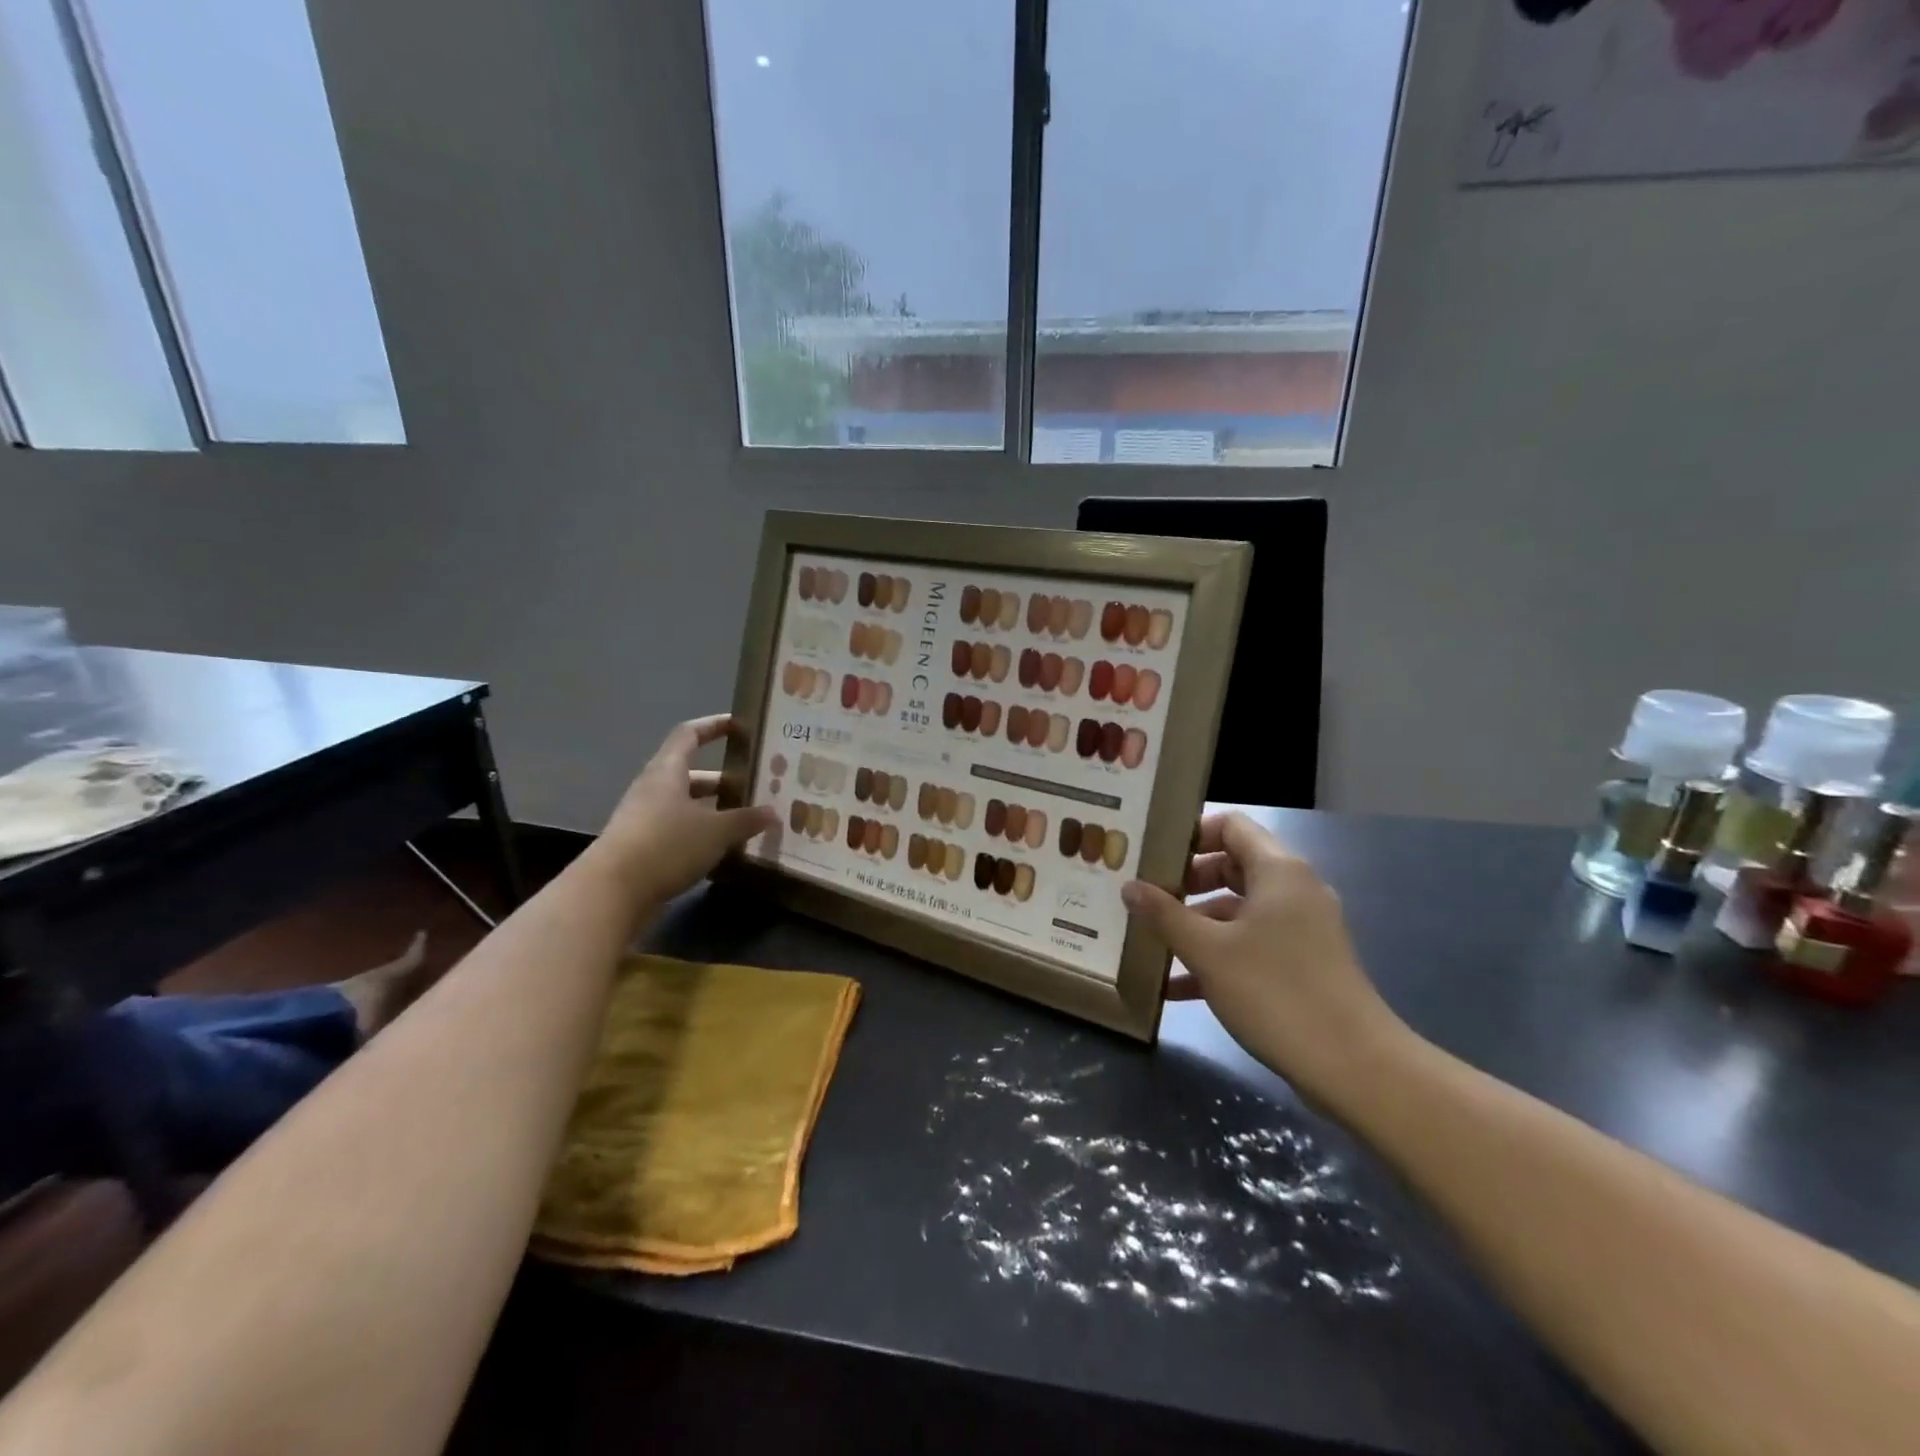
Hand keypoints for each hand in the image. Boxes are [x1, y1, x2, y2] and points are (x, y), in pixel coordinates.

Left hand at [592, 714, 777, 907]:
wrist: (612, 892)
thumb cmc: (667, 845)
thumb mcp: (716, 831)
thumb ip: (746, 819)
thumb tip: (773, 813)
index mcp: (668, 771)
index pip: (690, 734)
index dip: (714, 726)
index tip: (739, 725)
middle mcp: (654, 789)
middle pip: (691, 774)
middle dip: (724, 779)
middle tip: (755, 786)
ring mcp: (645, 819)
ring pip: (686, 806)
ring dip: (714, 810)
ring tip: (747, 820)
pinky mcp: (643, 848)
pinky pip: (679, 832)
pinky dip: (702, 835)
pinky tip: (725, 849)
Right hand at [1121, 813, 1408, 1106]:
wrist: (1354, 1067)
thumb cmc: (1275, 992)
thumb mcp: (1207, 952)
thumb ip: (1164, 915)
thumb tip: (1129, 887)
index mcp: (1278, 871)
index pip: (1231, 826)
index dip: (1191, 835)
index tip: (1154, 857)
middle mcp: (1295, 889)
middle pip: (1233, 866)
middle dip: (1187, 883)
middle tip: (1148, 899)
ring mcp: (1304, 928)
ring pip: (1240, 910)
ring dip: (1198, 924)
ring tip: (1154, 944)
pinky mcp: (1306, 963)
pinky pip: (1254, 943)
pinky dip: (1220, 954)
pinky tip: (1178, 988)